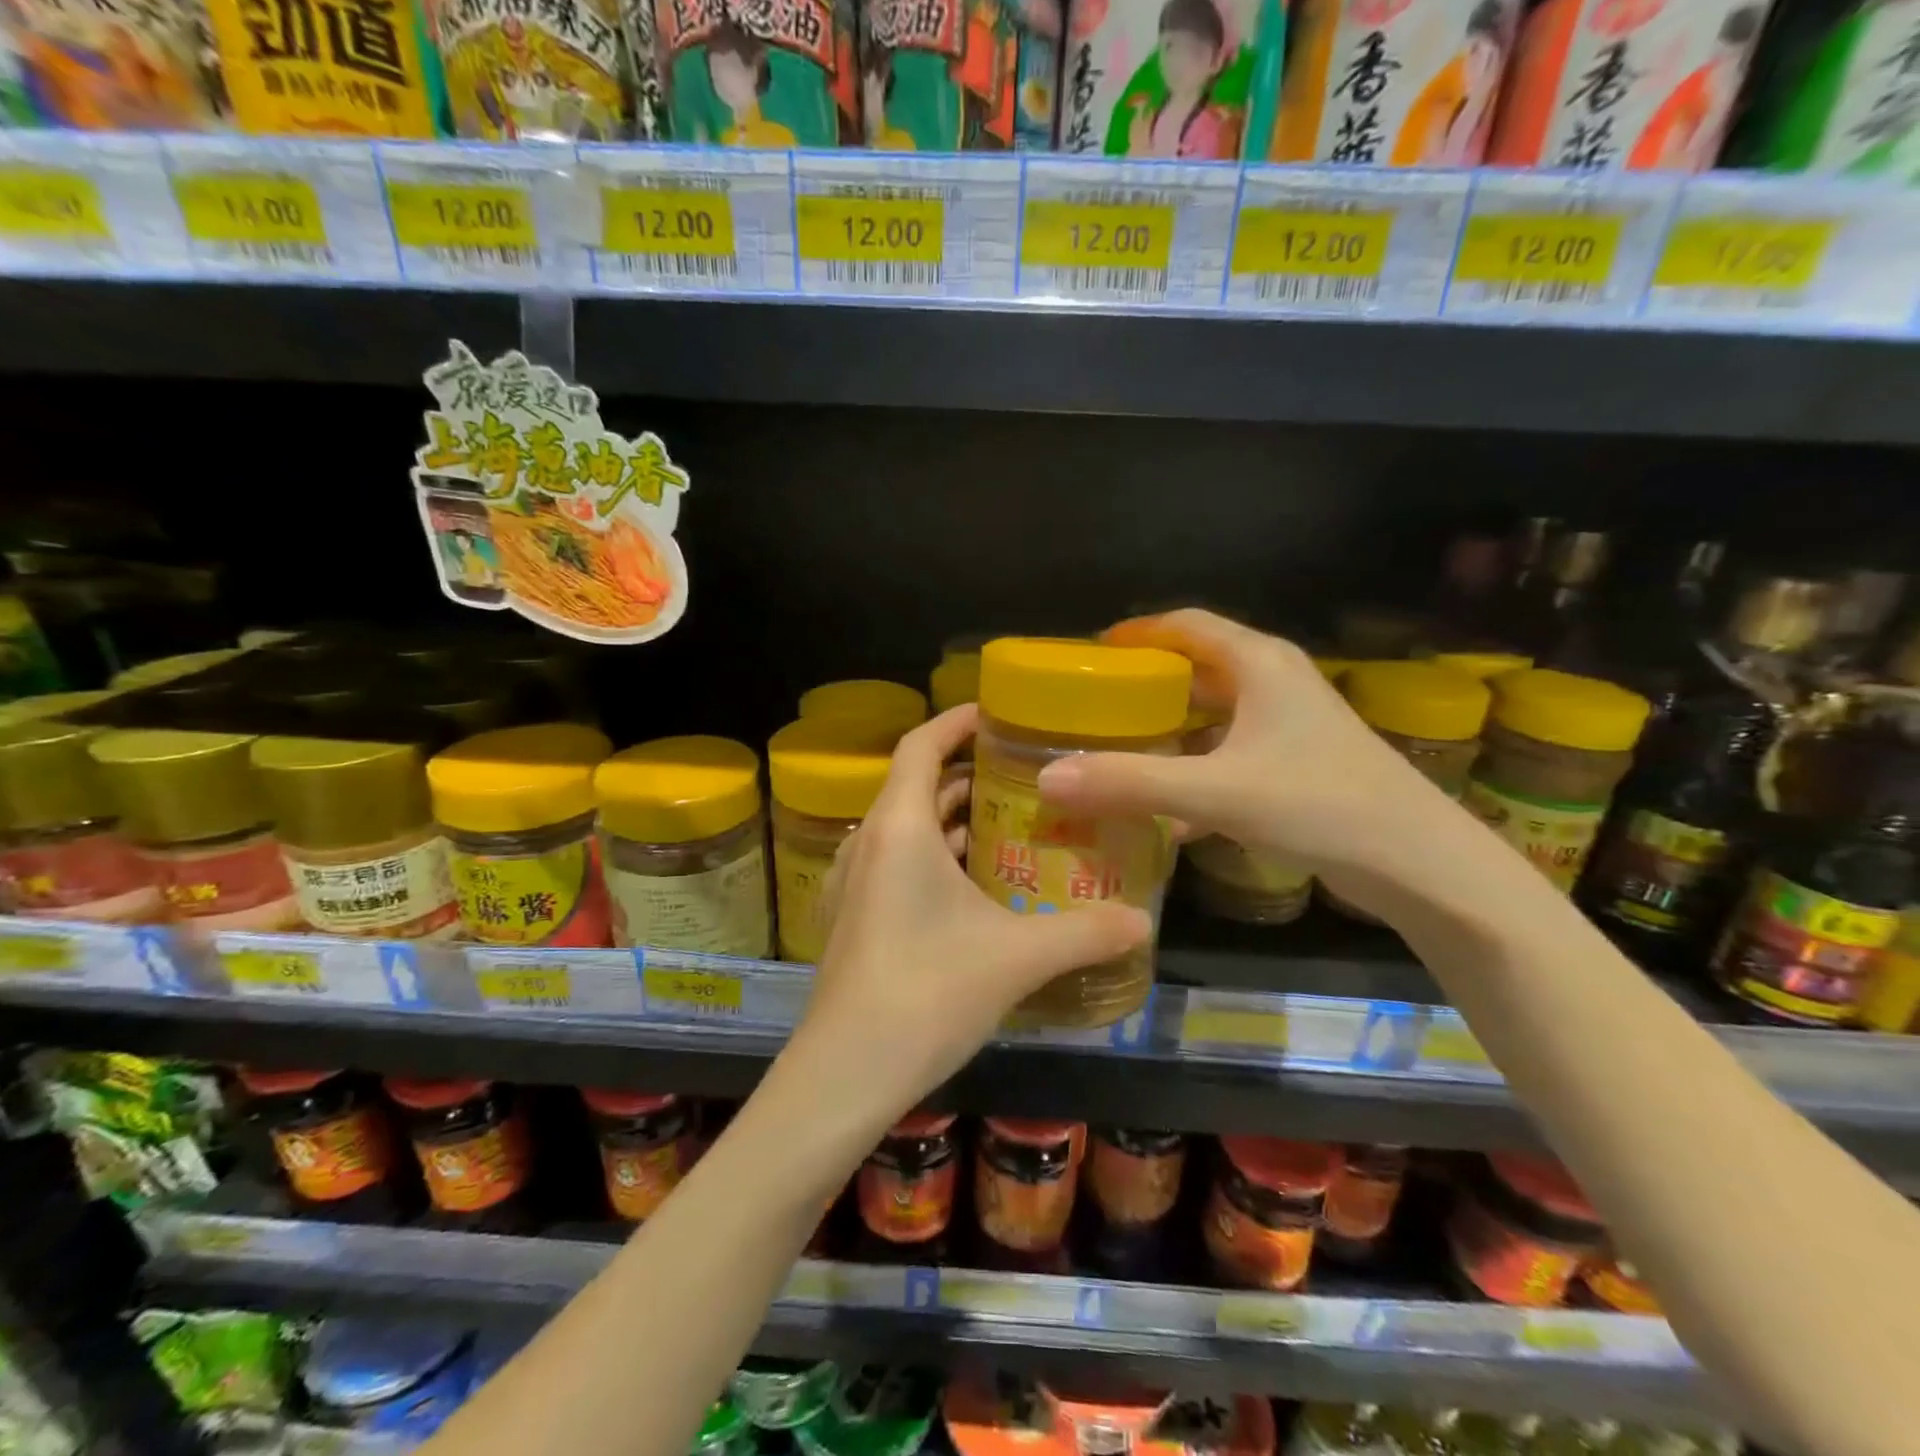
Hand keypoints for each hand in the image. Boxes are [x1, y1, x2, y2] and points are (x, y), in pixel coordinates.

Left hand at [799, 706, 1150, 1116]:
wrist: (847, 1072)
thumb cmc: (928, 992)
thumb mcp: (1017, 957)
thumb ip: (1085, 933)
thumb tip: (1145, 922)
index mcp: (899, 827)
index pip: (921, 745)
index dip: (956, 721)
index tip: (998, 713)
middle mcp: (870, 843)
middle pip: (918, 785)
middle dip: (969, 775)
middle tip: (1026, 777)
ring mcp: (856, 882)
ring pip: (908, 828)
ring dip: (955, 821)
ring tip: (1013, 826)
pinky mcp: (856, 917)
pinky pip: (899, 864)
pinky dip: (938, 858)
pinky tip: (980, 887)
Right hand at [1035, 609, 1445, 882]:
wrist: (1420, 864)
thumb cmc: (1321, 805)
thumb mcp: (1216, 792)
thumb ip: (1130, 783)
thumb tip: (1048, 778)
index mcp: (1258, 664)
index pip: (1184, 624)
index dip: (1135, 632)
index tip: (1088, 655)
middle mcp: (1274, 683)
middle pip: (1195, 667)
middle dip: (1144, 685)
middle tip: (1091, 707)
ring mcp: (1288, 725)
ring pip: (1212, 714)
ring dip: (1166, 730)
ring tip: (1115, 750)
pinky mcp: (1296, 763)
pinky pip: (1228, 752)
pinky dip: (1193, 768)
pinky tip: (1164, 808)